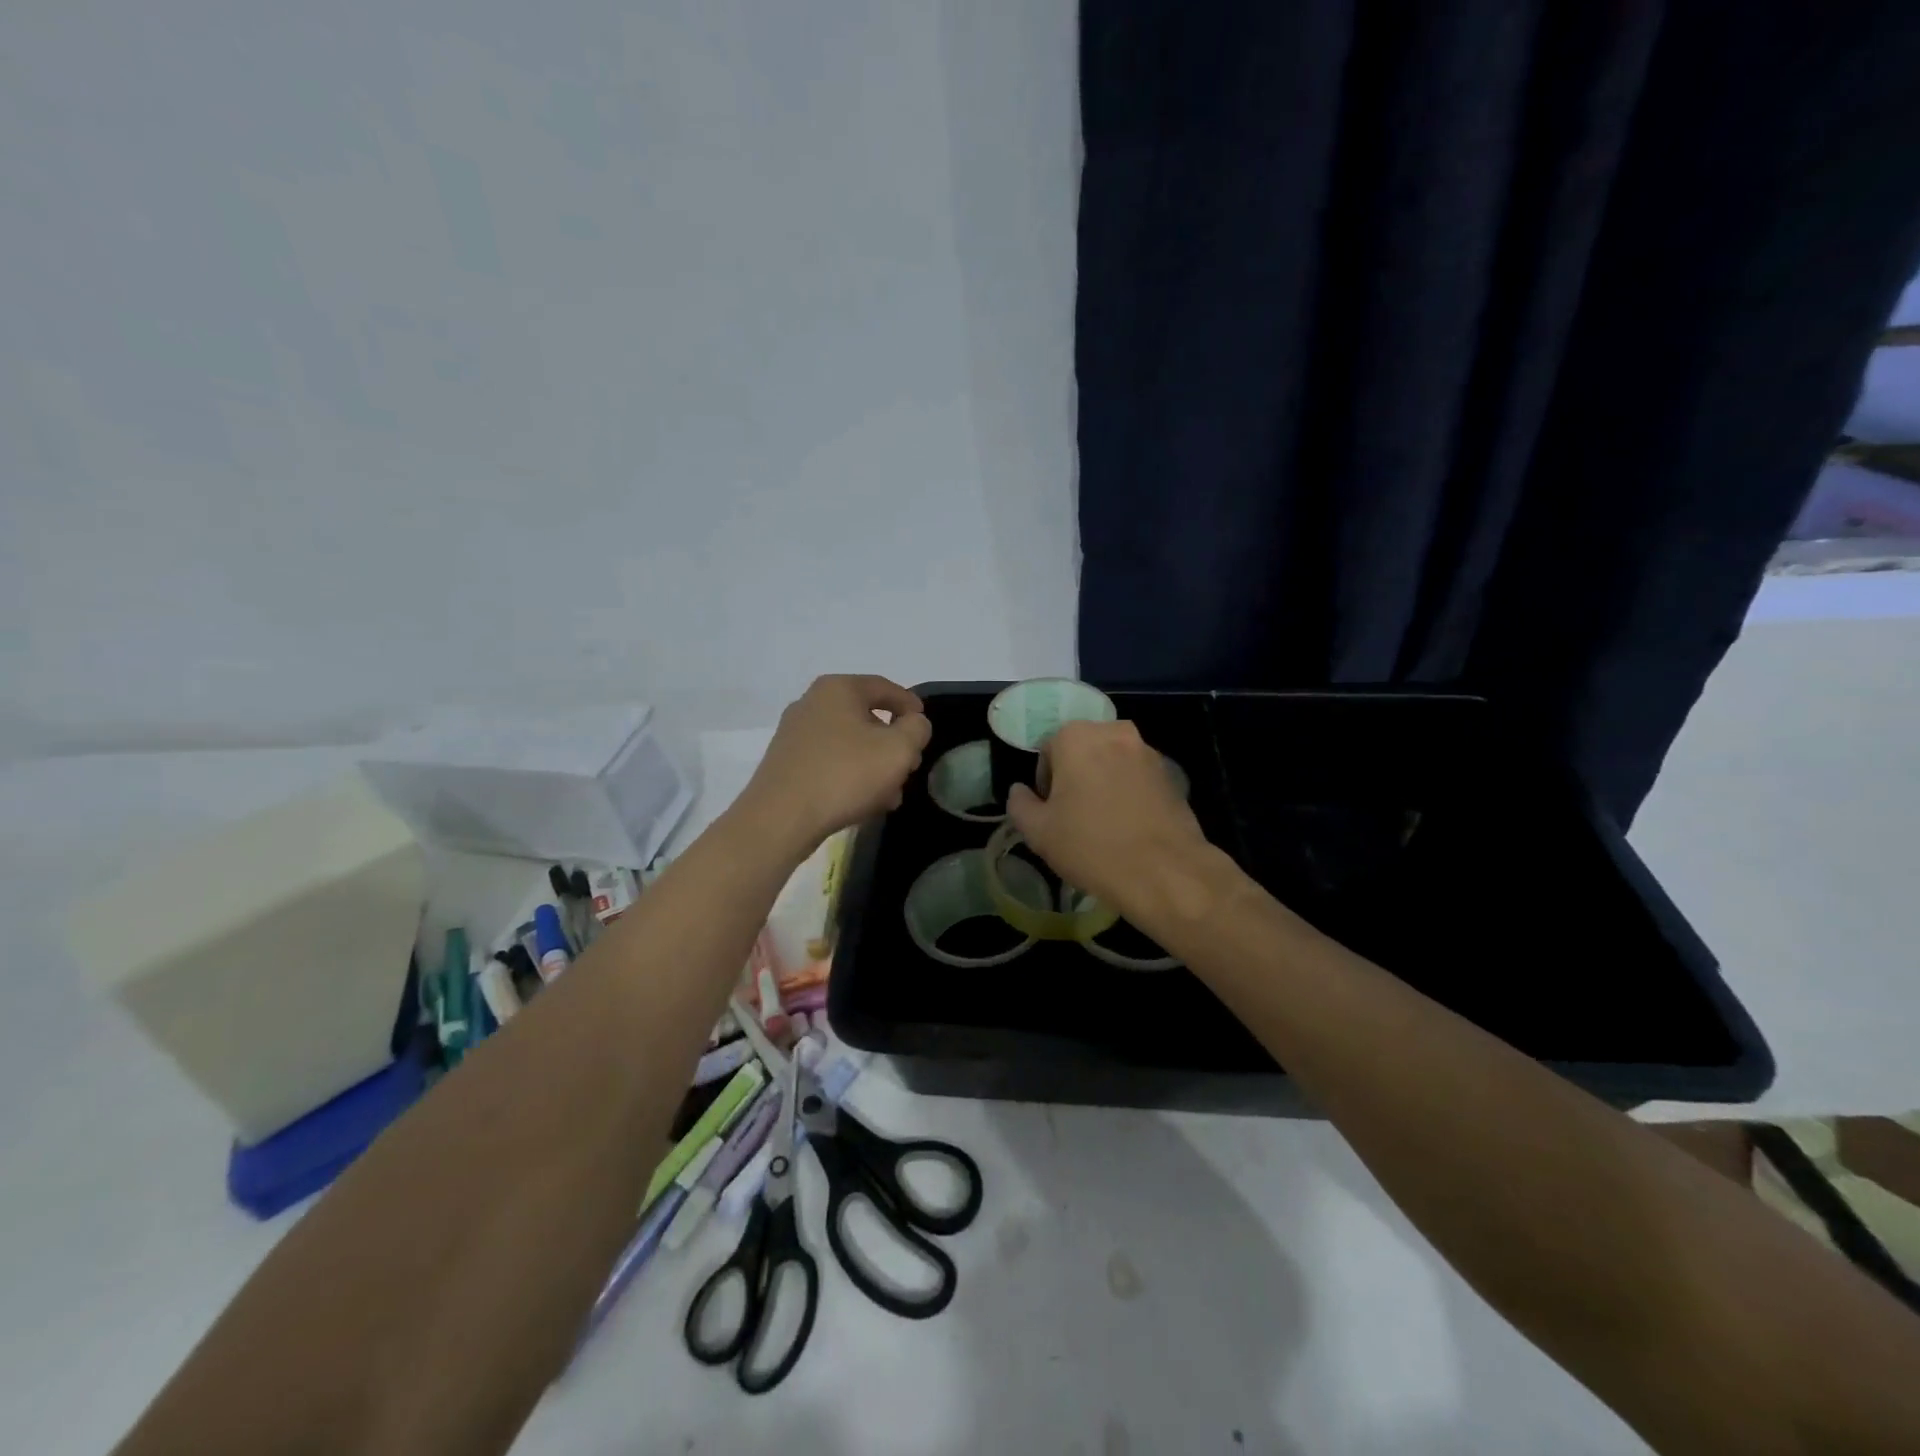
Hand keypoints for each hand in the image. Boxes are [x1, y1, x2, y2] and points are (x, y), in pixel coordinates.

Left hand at [741, 675, 933, 852]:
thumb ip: (916, 729)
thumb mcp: (898, 749)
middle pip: (866, 716)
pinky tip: (862, 802)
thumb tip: (913, 724)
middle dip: (892, 743)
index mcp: (838, 689)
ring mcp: (794, 733)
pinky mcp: (786, 762)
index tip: (924, 728)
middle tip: (908, 766)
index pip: (885, 687)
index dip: (911, 706)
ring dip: (873, 764)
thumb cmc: (845, 774)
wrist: (780, 818)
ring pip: (849, 743)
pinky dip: (850, 775)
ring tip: (889, 794)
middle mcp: (812, 702)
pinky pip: (829, 761)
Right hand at [1007, 720, 1213, 918]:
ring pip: (1112, 763)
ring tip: (1103, 825)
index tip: (1052, 813)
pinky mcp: (1172, 774)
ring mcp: (1148, 751)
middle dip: (1075, 778)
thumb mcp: (1038, 832)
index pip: (1048, 751)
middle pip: (1082, 752)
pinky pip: (1137, 778)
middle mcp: (1114, 732)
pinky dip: (1129, 794)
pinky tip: (1129, 828)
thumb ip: (1020, 804)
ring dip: (1103, 784)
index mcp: (1077, 737)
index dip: (1045, 783)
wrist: (1164, 872)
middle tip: (1074, 818)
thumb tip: (1020, 792)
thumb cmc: (1091, 846)